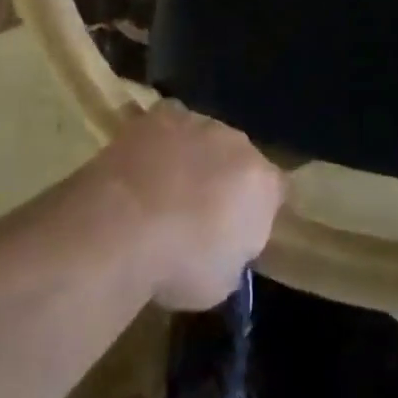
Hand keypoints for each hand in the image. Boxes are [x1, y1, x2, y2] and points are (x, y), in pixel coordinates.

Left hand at [89, 101, 286, 310]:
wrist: (122, 226)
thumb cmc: (179, 265)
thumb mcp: (222, 281)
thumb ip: (234, 253)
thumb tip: (224, 244)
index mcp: (262, 183)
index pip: (275, 191)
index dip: (258, 210)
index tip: (238, 233)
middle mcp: (237, 143)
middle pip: (239, 158)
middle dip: (225, 178)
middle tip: (199, 211)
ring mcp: (197, 123)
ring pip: (203, 138)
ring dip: (192, 157)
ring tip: (164, 189)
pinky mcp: (159, 115)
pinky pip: (168, 125)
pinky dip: (160, 141)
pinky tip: (141, 164)